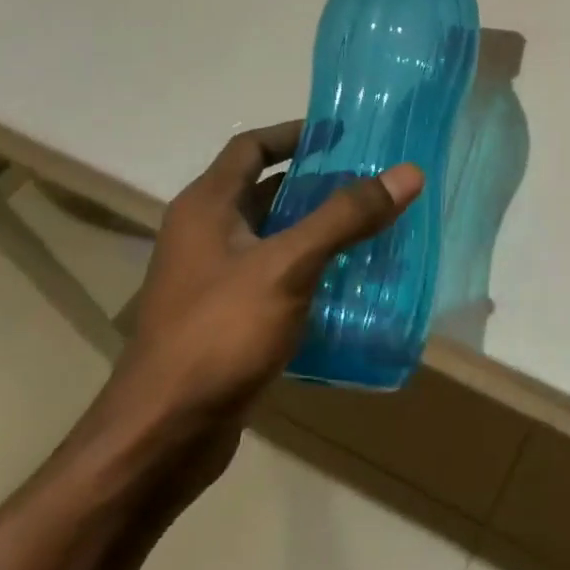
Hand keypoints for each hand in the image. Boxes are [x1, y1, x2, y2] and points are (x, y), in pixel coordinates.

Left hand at [105, 122, 423, 440]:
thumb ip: (345, 217)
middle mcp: (205, 235)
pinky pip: (276, 276)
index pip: (251, 148)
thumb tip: (407, 172)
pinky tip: (349, 282)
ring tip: (372, 225)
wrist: (163, 435)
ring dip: (317, 228)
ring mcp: (214, 280)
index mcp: (206, 208)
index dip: (295, 134)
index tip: (343, 133)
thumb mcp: (288, 266)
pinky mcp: (227, 319)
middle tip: (371, 181)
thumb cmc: (219, 334)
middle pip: (264, 191)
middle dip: (316, 182)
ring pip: (273, 237)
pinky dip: (311, 268)